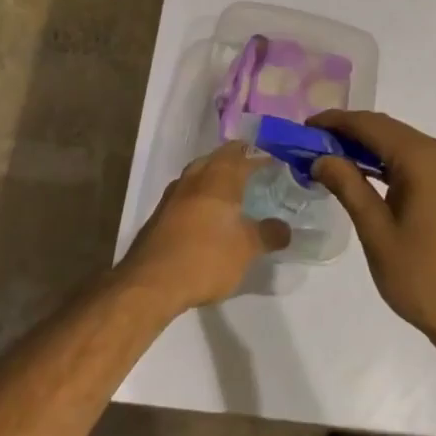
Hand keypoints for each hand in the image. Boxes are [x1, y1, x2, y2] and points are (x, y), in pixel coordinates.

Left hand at [118, 142, 290, 314]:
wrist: (151, 282)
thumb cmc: (206, 258)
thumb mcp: (246, 249)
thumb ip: (268, 235)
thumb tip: (285, 228)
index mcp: (220, 177)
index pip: (244, 153)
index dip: (262, 156)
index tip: (277, 163)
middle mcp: (196, 176)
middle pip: (219, 157)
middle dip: (238, 160)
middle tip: (256, 173)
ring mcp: (174, 193)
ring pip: (200, 172)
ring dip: (217, 175)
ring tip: (234, 190)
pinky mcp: (161, 212)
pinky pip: (188, 191)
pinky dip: (202, 193)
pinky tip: (208, 212)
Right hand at [310, 111, 435, 350]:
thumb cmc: (423, 278)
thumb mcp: (377, 233)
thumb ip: (348, 187)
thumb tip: (321, 157)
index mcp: (423, 158)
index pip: (371, 125)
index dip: (336, 122)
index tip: (304, 127)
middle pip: (387, 130)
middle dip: (349, 133)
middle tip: (311, 145)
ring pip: (401, 143)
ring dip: (367, 147)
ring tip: (329, 159)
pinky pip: (415, 160)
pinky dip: (387, 161)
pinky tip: (363, 174)